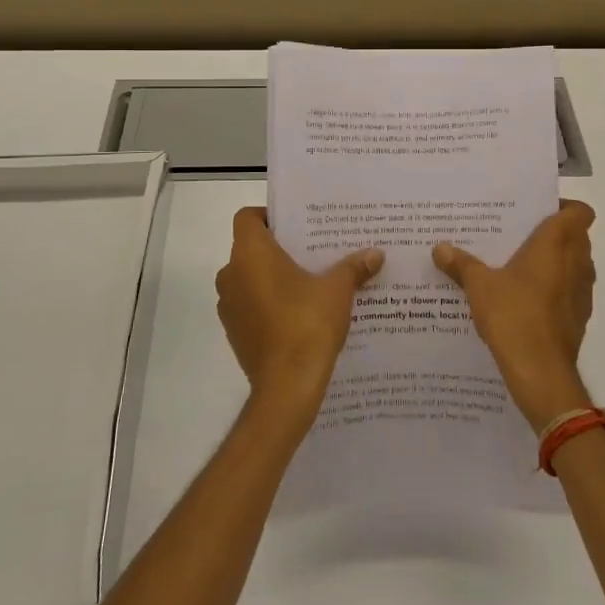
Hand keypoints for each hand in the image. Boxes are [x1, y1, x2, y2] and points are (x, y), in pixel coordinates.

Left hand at [216, 207, 383, 435]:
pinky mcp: (234, 332)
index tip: (297, 226)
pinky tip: (299, 313)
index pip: (248, 217)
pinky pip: (250, 305)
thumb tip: (376, 254)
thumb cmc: (307, 324)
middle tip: (312, 251)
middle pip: (250, 248)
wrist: (286, 387)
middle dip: (279, 249)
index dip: (269, 216)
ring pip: (249, 278)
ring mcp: (229, 305)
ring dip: (273, 278)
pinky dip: (268, 303)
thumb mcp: (337, 290)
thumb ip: (354, 267)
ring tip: (309, 282)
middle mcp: (231, 274)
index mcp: (250, 254)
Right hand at [433, 201, 596, 432]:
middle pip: (575, 236)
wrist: (541, 372)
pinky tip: (524, 298)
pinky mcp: (579, 317)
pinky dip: (554, 289)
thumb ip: (461, 264)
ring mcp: (582, 291)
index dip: (563, 207)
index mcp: (557, 243)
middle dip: (551, 234)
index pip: (579, 211)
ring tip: (517, 265)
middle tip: (517, 235)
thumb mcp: (479, 285)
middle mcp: (577, 262)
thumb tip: (439, 248)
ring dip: (554, 262)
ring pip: (574, 264)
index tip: (536, 212)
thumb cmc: (514, 315)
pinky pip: (569, 291)